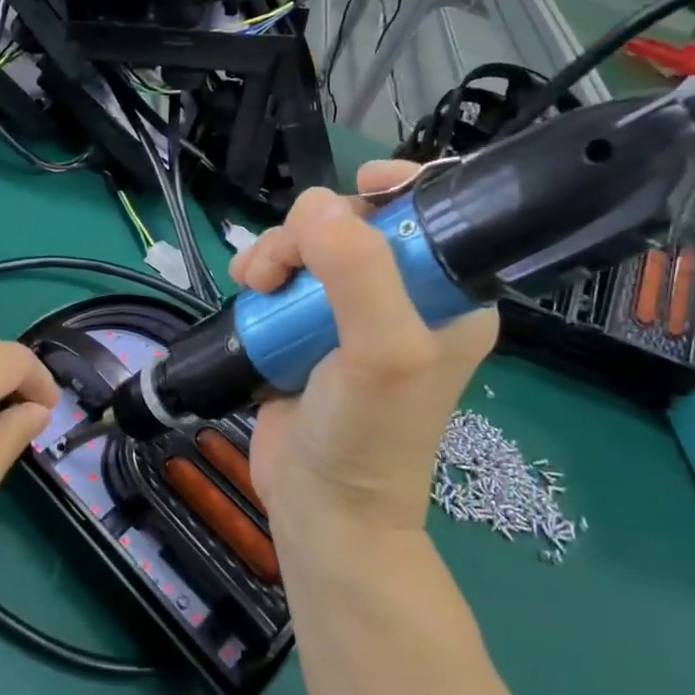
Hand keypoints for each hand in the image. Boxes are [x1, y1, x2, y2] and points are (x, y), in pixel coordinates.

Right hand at [232, 160, 497, 557]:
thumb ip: (358, 272)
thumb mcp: (384, 352)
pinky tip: (246, 290)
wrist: (322, 506)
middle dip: (310, 231)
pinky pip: (283, 276)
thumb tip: (314, 206)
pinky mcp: (305, 328)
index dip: (393, 189)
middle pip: (353, 223)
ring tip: (255, 283)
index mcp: (447, 294)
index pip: (430, 212)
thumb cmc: (370, 433)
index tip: (354, 192)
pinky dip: (261, 274)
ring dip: (276, 252)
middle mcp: (401, 296)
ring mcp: (348, 313)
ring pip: (309, 246)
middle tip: (279, 268)